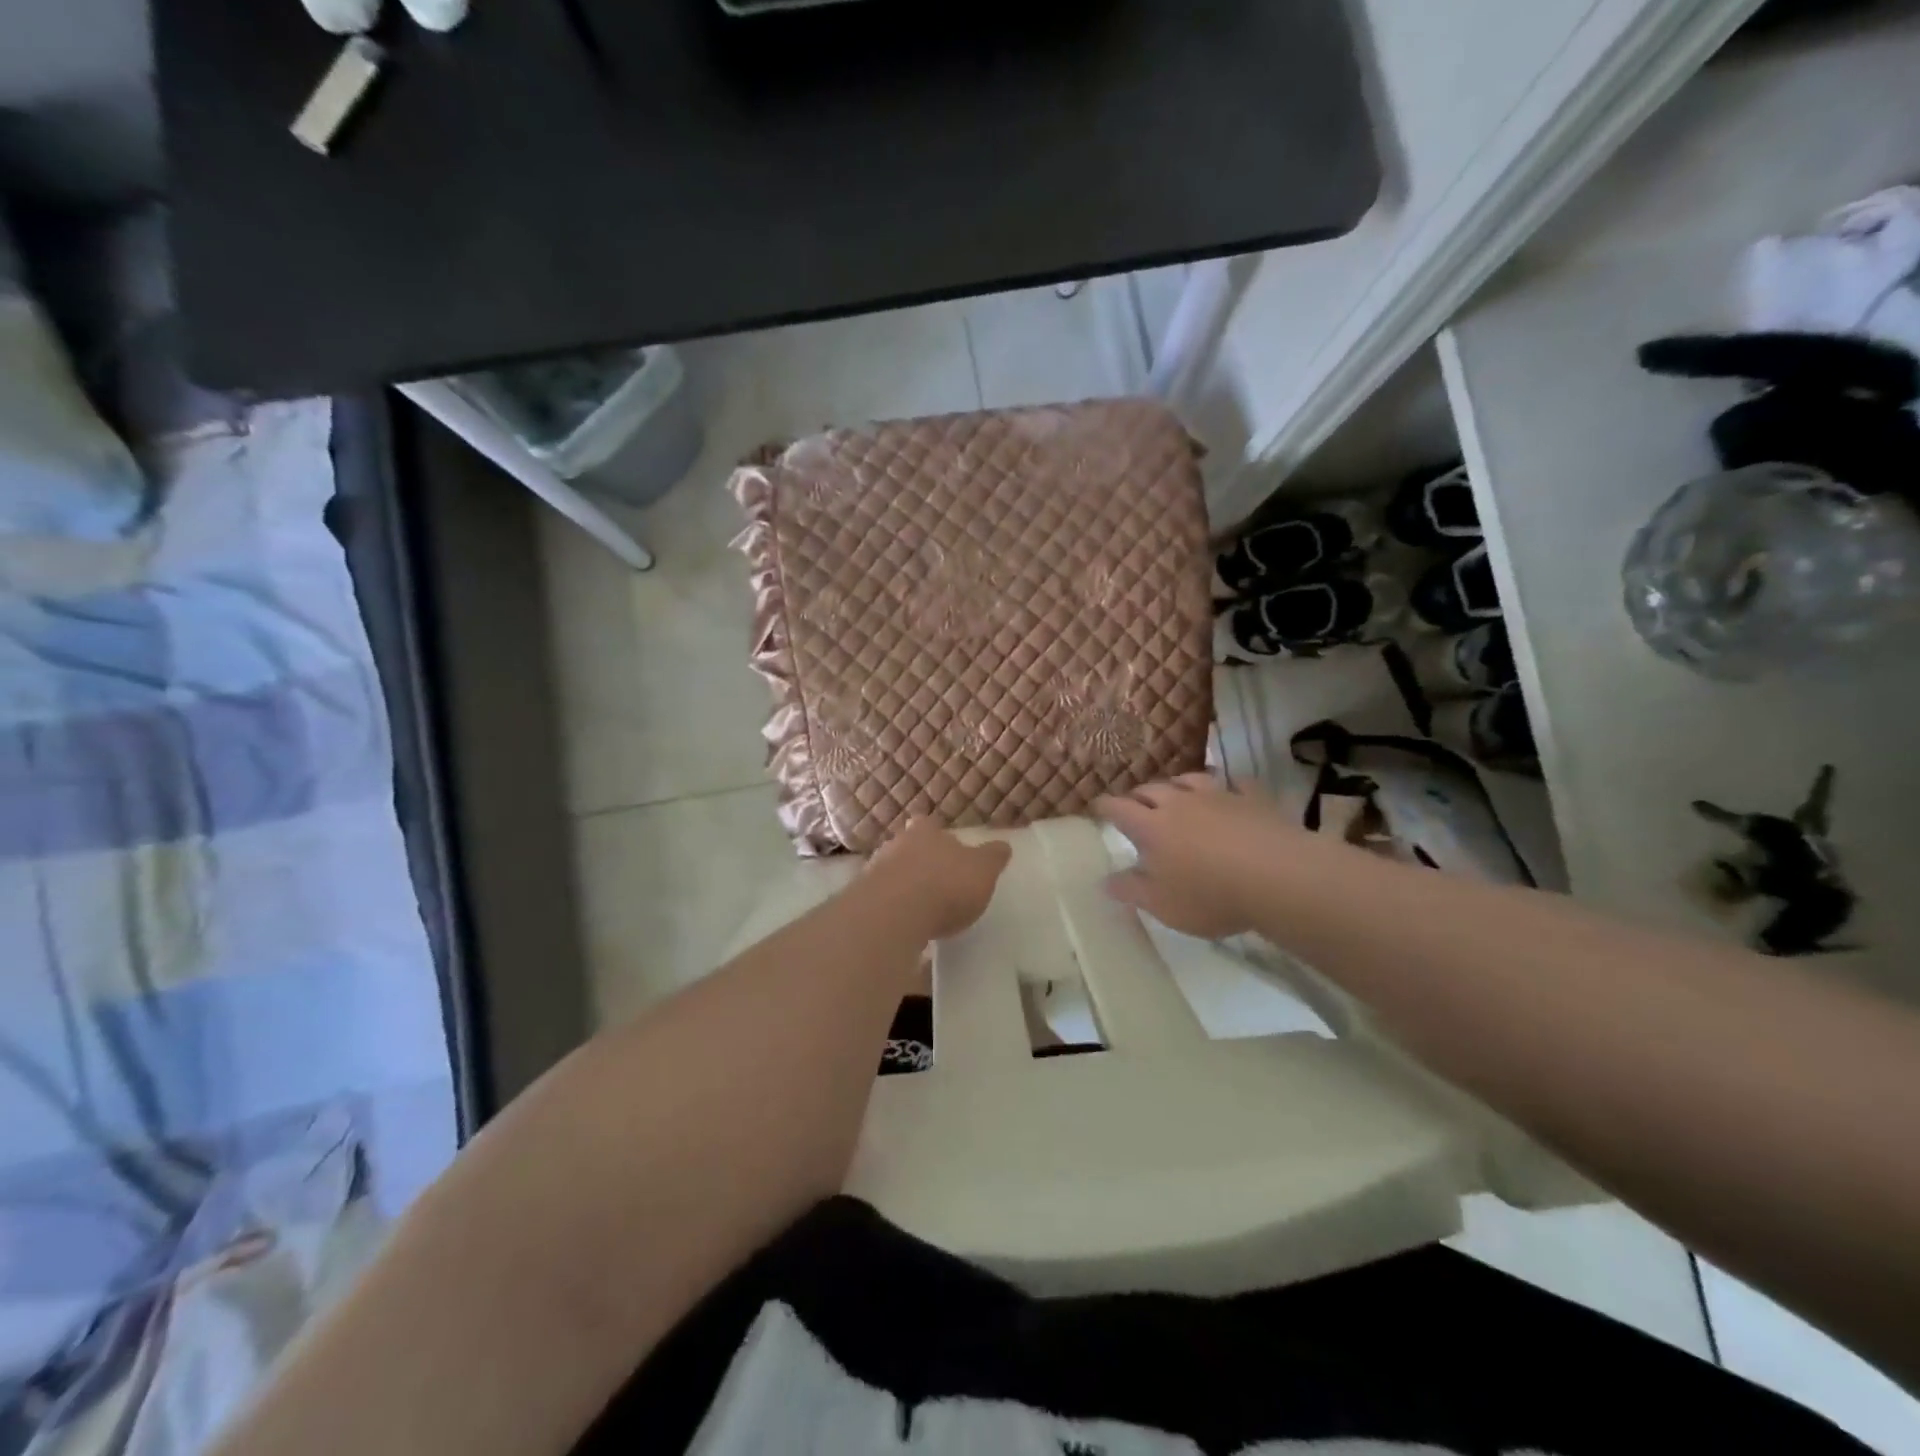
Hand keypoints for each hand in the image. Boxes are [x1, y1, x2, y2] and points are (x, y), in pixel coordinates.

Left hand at [867, 821, 1012, 940]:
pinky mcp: (862, 902)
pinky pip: (880, 902)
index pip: (928, 824)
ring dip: (902, 887)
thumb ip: (992, 858)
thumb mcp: (983, 871)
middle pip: (906, 847)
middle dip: (918, 861)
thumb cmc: (946, 884)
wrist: (894, 914)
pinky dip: (891, 911)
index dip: (935, 835)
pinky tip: (903, 926)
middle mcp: (896, 845)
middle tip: (933, 880)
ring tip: (919, 908)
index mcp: (926, 832)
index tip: (945, 849)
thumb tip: (1003, 845)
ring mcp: (874, 872)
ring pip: (890, 873)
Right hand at [1094, 774, 1302, 939]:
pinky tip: (1230, 791)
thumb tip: (1104, 881)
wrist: (1278, 877)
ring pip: (1189, 779)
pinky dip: (1228, 786)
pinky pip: (1235, 784)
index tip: (1097, 808)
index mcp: (1151, 827)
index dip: (1105, 806)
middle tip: (1135, 805)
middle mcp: (1179, 803)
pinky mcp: (1252, 798)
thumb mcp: (1162, 905)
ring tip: (1176, 792)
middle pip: (1151, 789)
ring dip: (1177, 785)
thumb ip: (1131, 891)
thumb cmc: (1210, 895)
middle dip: (1138, 795)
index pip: (1119, 808)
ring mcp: (1218, 796)